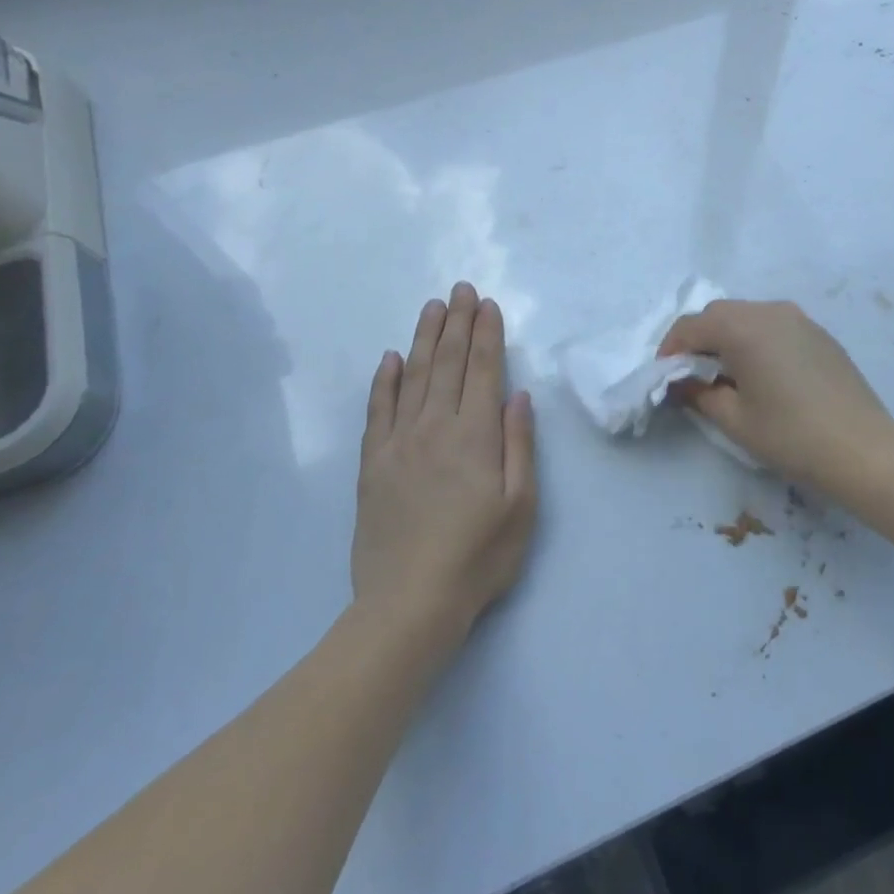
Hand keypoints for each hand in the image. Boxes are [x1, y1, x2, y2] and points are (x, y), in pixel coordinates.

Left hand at [352, 283, 536, 643]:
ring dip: (424, 338)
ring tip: (432, 308)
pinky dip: (384, 380)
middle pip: (447, 363)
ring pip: (413, 377)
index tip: (487, 303)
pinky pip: (378, 410)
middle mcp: (435, 427)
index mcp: (475, 435)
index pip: (483, 369)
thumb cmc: (478, 557)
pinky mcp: (373, 464)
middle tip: (460, 289)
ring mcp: (399, 443)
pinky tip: (391, 358)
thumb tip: (517, 396)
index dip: (486, 333)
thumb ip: (519, 445)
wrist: (408, 604)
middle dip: (456, 322)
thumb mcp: (521, 506)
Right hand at [658, 299, 893, 490]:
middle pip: (720, 313)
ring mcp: (798, 318)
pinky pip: (774, 324)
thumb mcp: (735, 420)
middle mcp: (769, 310)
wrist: (863, 448)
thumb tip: (684, 382)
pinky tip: (762, 371)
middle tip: (692, 373)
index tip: (666, 375)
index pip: (691, 325)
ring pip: (748, 315)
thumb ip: (700, 393)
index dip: (671, 348)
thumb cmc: (790, 435)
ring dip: (728, 336)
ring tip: (726, 372)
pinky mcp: (818, 332)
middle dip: (699, 338)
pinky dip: (756, 339)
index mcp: (742, 327)